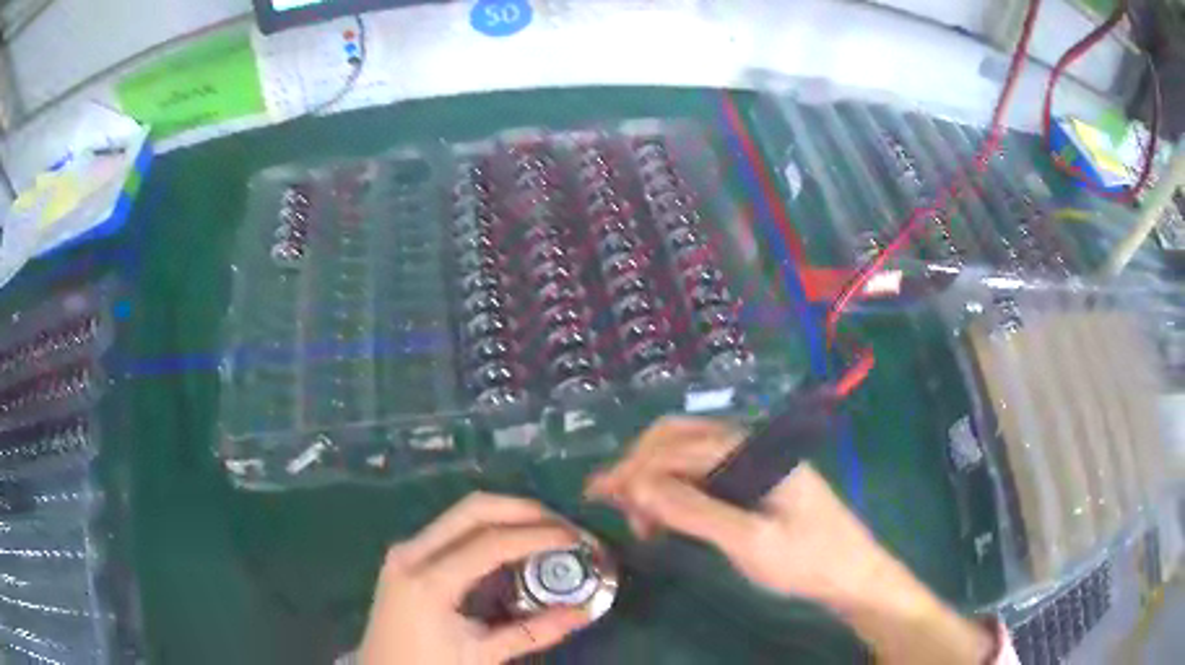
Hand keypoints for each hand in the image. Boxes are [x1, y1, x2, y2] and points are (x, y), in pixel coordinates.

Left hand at [359, 492, 591, 664]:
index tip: (576, 538)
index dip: (538, 536)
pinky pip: (451, 528)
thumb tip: (585, 612)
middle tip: (564, 526)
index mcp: (428, 582)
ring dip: (506, 514)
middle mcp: (412, 553)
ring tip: (545, 530)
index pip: (491, 543)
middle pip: (474, 509)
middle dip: (524, 510)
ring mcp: (405, 550)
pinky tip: (511, 543)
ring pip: (461, 513)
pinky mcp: (405, 555)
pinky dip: (487, 527)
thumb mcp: (483, 655)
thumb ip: (534, 632)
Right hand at [585, 417, 884, 604]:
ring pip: (687, 453)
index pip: (677, 447)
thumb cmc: (806, 559)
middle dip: (638, 466)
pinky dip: (673, 487)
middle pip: (678, 438)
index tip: (599, 496)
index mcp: (752, 450)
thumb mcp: (749, 542)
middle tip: (610, 503)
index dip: (633, 468)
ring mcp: (752, 461)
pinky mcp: (753, 480)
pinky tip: (663, 513)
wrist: (851, 574)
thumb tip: (635, 485)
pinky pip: (702, 471)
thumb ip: (693, 510)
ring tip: (634, 515)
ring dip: (653, 475)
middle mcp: (749, 444)